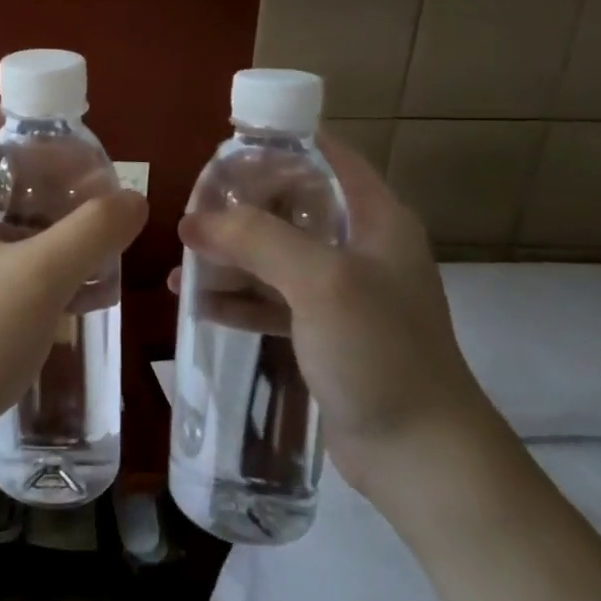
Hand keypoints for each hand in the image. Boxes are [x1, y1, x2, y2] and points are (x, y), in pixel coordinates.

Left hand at [0, 115, 147, 465]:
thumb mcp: (40, 276)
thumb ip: (92, 230)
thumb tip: (133, 198)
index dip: (28, 127)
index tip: (76, 150)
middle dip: (46, 180)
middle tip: (94, 198)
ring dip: (42, 224)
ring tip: (92, 241)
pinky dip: (28, 259)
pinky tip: (71, 288)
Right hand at [172, 134, 501, 498]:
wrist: (420, 455)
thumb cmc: (380, 352)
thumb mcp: (320, 281)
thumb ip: (256, 239)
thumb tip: (193, 221)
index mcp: (374, 218)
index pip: (324, 155)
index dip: (276, 145)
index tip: (221, 152)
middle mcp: (358, 245)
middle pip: (288, 203)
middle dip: (238, 207)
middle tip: (190, 215)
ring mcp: (340, 290)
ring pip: (273, 252)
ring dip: (228, 254)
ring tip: (180, 263)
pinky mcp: (322, 329)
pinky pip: (269, 298)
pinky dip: (234, 297)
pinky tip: (195, 303)